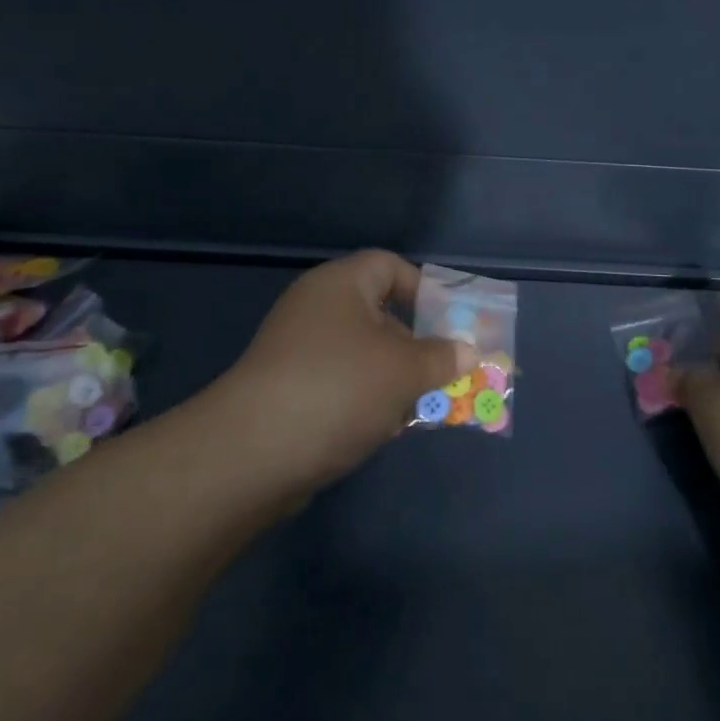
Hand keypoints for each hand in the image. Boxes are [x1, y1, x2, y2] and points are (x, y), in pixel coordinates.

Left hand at [221, 251, 475, 491]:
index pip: (389, 266)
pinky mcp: (289, 392)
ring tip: (423, 407)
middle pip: (380, 314)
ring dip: (396, 379)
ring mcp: (299, 352)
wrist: (252, 454)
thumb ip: (443, 357)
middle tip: (446, 371)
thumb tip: (468, 352)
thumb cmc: (338, 389)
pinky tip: (384, 429)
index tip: (451, 322)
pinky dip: (367, 401)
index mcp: (340, 286)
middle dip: (417, 344)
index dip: (424, 289)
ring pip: (364, 356)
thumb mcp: (404, 370)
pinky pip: (342, 385)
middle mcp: (316, 310)